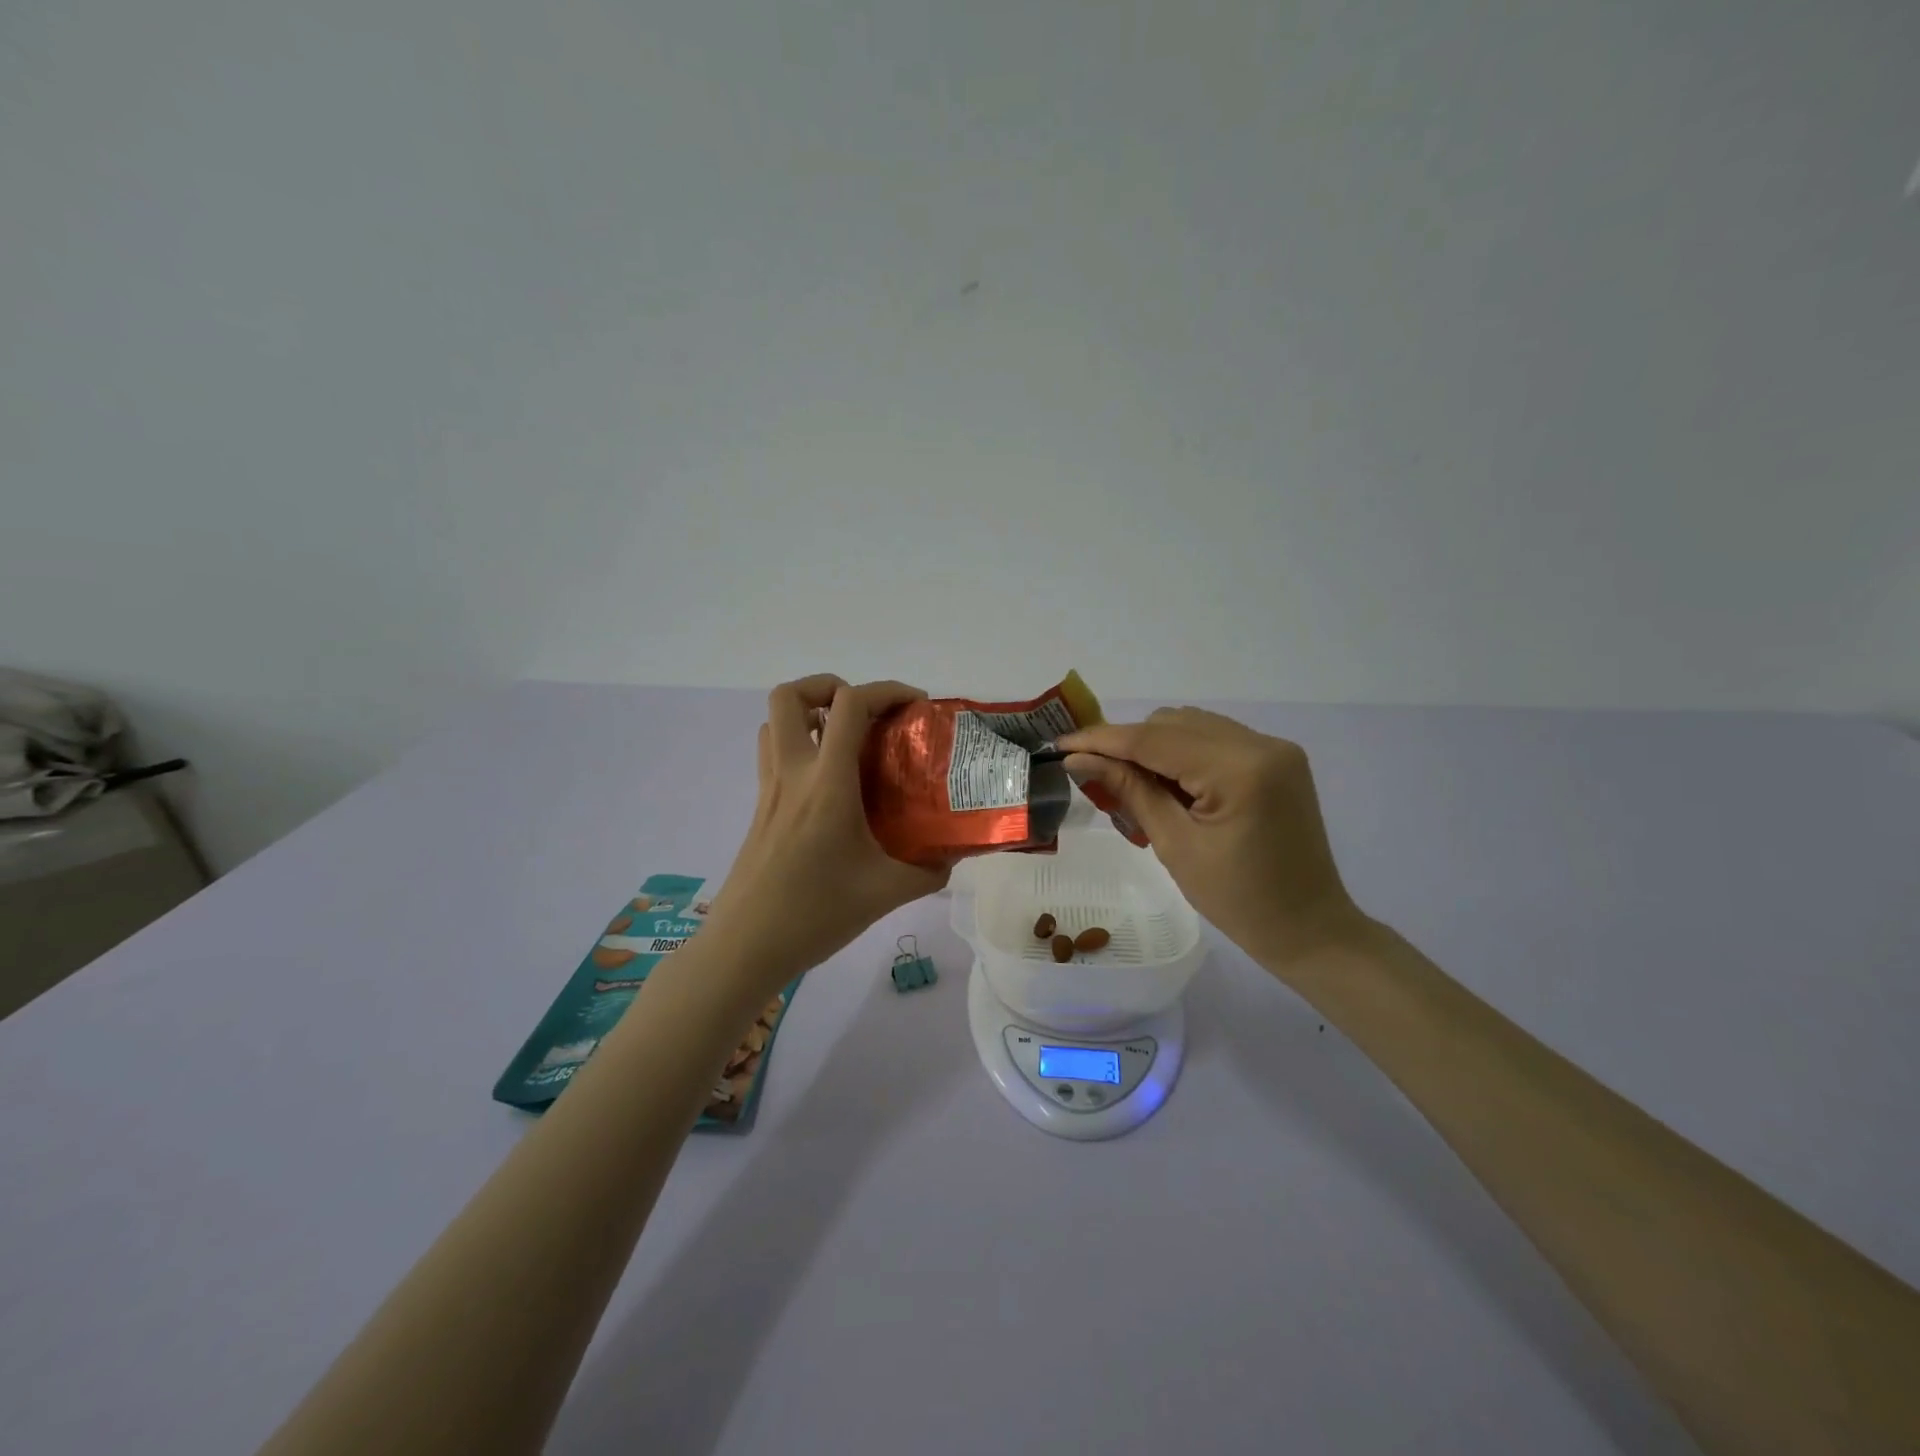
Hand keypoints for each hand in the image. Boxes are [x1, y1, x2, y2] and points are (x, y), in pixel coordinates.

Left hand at [700, 676, 949, 999]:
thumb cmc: (815, 914)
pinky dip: (798, 746)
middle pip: (790, 695)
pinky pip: (773, 754)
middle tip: (866, 714)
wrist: (746, 947)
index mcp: (827, 783)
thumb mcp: (886, 893)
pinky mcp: (760, 808)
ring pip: (774, 722)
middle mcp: (793, 773)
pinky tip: (829, 784)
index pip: (849, 705)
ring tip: (846, 741)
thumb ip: (928, 872)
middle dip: (829, 686)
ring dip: (809, 714)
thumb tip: (951, 857)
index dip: (886, 690)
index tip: (915, 708)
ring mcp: (769, 789)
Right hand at [1059, 708, 1367, 974]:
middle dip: (1128, 745)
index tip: (1060, 746)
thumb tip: (1079, 760)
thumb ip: (1129, 792)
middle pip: (1172, 723)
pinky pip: (1213, 741)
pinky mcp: (1275, 760)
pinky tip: (1167, 787)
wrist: (1309, 929)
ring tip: (1131, 789)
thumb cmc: (1239, 901)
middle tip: (1095, 779)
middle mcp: (1261, 744)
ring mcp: (1273, 749)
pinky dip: (1181, 756)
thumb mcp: (1175, 846)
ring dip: (1153, 749)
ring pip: (1191, 727)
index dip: (1102, 740)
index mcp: (1240, 769)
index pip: (1155, 740)